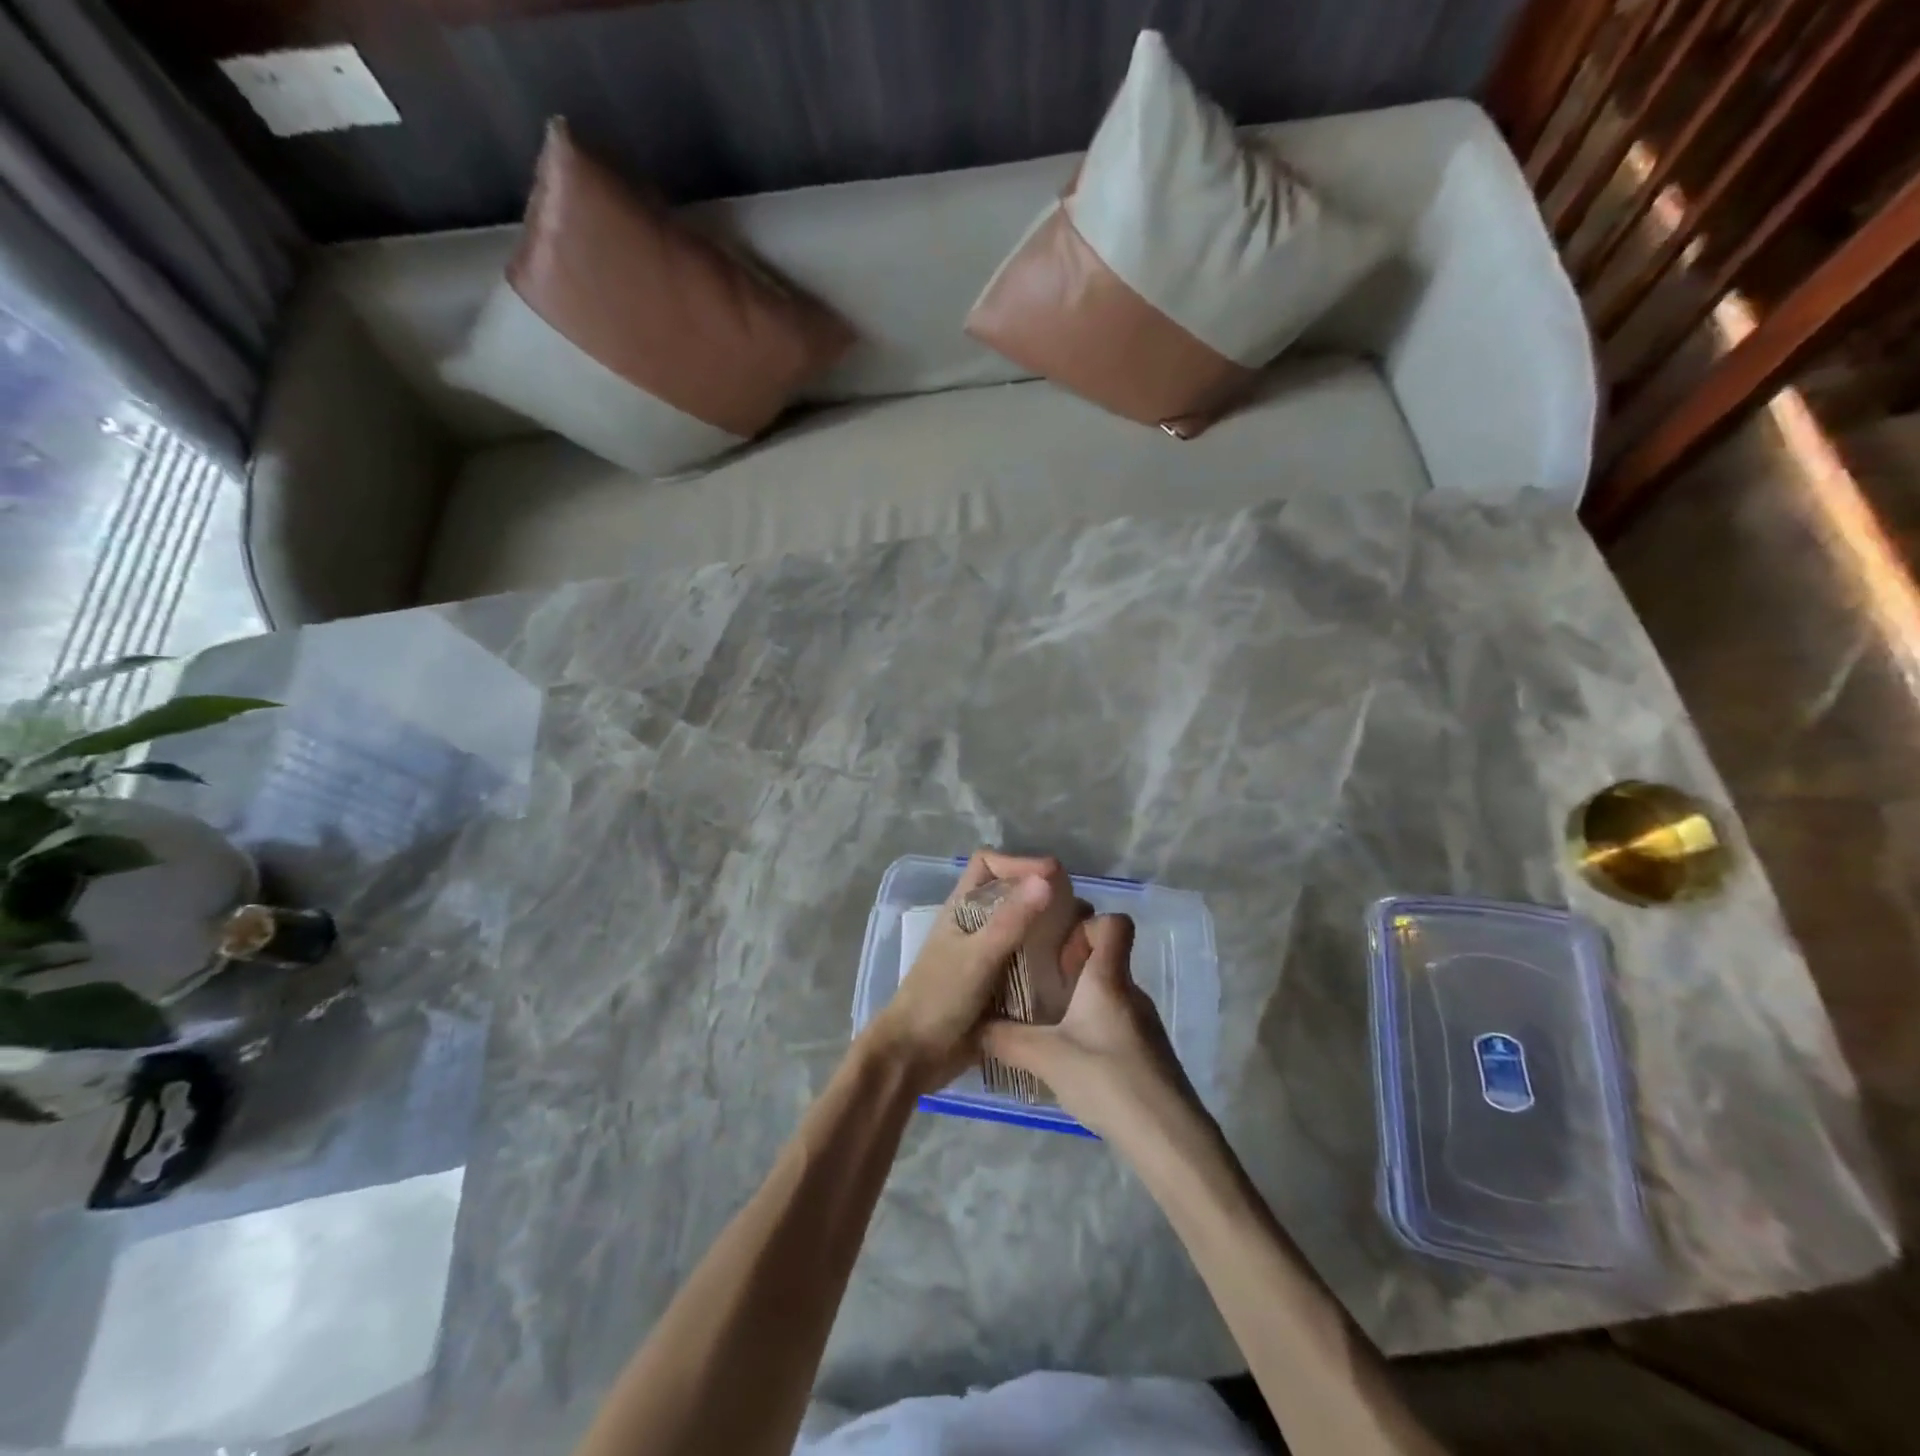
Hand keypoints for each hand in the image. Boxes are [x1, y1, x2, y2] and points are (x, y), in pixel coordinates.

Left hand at [865, 850, 1068, 1092]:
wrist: (915, 1056)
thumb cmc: (938, 999)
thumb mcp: (977, 957)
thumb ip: (1011, 920)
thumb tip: (1047, 878)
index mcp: (963, 908)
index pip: (989, 863)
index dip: (1017, 862)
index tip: (1051, 877)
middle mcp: (977, 925)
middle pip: (1013, 894)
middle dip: (1044, 896)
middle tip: (1079, 913)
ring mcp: (989, 956)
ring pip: (1025, 929)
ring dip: (1051, 931)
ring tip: (1084, 941)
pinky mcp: (1000, 985)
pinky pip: (1030, 963)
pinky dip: (1049, 962)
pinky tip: (1073, 971)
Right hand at [980, 914, 1206, 1141]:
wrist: (1168, 1138)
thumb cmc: (1106, 1079)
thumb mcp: (1044, 1058)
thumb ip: (1004, 1038)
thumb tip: (972, 1024)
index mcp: (1109, 979)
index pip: (1116, 924)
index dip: (1088, 924)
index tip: (1058, 949)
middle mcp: (1131, 992)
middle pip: (1107, 959)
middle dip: (1072, 966)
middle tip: (1039, 986)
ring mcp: (1144, 1024)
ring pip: (1110, 994)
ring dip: (1081, 1001)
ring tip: (1049, 1026)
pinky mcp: (1149, 1053)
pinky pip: (1117, 1024)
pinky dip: (1094, 1030)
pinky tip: (1073, 1061)